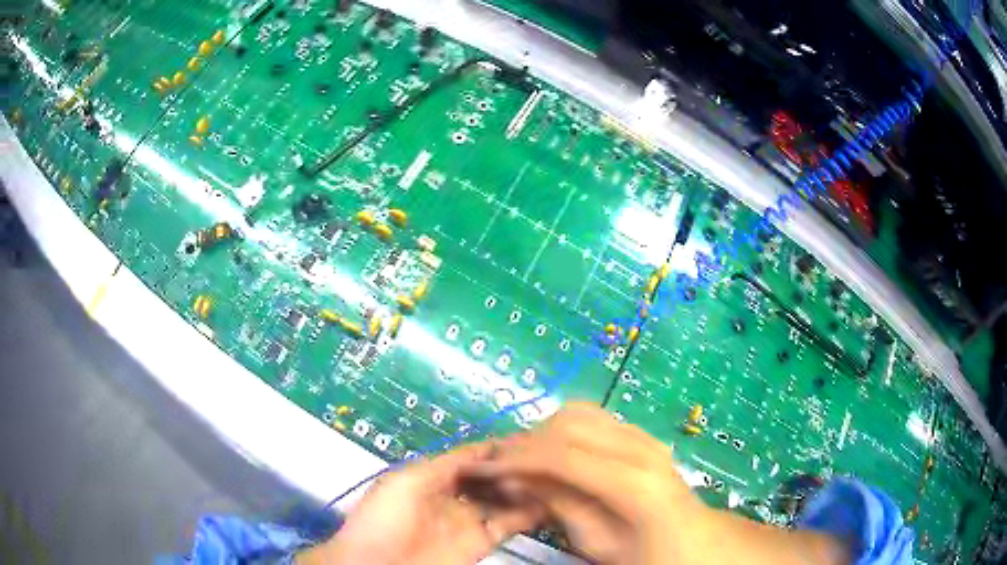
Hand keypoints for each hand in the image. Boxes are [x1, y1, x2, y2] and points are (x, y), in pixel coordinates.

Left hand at [298, 444, 542, 564]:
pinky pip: (507, 525)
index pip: (469, 457)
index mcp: (431, 477)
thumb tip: (480, 448)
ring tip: (552, 475)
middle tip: (545, 455)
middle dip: (514, 466)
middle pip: (489, 477)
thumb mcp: (407, 481)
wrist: (378, 564)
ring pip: (502, 500)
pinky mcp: (479, 543)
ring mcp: (466, 521)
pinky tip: (546, 502)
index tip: (525, 436)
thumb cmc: (385, 518)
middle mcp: (452, 496)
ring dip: (524, 488)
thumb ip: (444, 465)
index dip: (494, 447)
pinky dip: (527, 515)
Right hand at [463, 403, 701, 563]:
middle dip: (527, 442)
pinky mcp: (643, 434)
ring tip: (526, 461)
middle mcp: (641, 447)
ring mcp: (645, 436)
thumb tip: (516, 480)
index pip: (562, 455)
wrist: (693, 541)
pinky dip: (566, 430)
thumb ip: (559, 506)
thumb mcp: (598, 543)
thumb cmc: (646, 552)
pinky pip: (595, 418)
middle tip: (501, 467)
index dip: (517, 459)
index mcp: (633, 482)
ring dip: (546, 432)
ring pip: (579, 412)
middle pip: (568, 423)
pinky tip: (556, 454)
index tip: (485, 469)